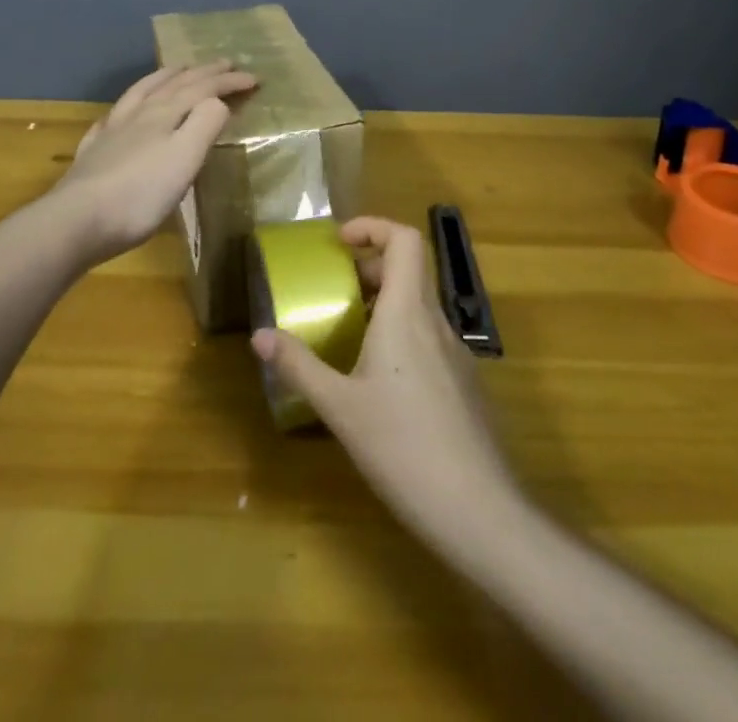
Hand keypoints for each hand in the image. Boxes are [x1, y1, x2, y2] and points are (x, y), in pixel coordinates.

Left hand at [53, 61, 257, 264]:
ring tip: (178, 68)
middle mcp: (138, 114)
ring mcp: (112, 132)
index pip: (202, 88)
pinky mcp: (94, 153)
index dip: (228, 81)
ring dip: (164, 77)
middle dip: (203, 72)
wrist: (77, 221)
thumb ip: (205, 124)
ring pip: (141, 92)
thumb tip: (217, 102)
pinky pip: (112, 118)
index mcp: (164, 113)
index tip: (254, 78)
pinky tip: (122, 113)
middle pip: (174, 84)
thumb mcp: (185, 158)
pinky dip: (126, 106)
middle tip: (224, 62)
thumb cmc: (140, 194)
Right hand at [252, 217, 518, 546]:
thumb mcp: (339, 407)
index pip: (404, 239)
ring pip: (419, 305)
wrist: (478, 510)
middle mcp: (435, 321)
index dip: (373, 227)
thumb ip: (299, 366)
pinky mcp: (464, 382)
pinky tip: (381, 382)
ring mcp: (456, 352)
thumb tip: (259, 335)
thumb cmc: (403, 447)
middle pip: (409, 269)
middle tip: (335, 292)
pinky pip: (429, 337)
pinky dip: (401, 334)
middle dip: (369, 269)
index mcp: (406, 313)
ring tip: (350, 335)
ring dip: (384, 304)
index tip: (340, 242)